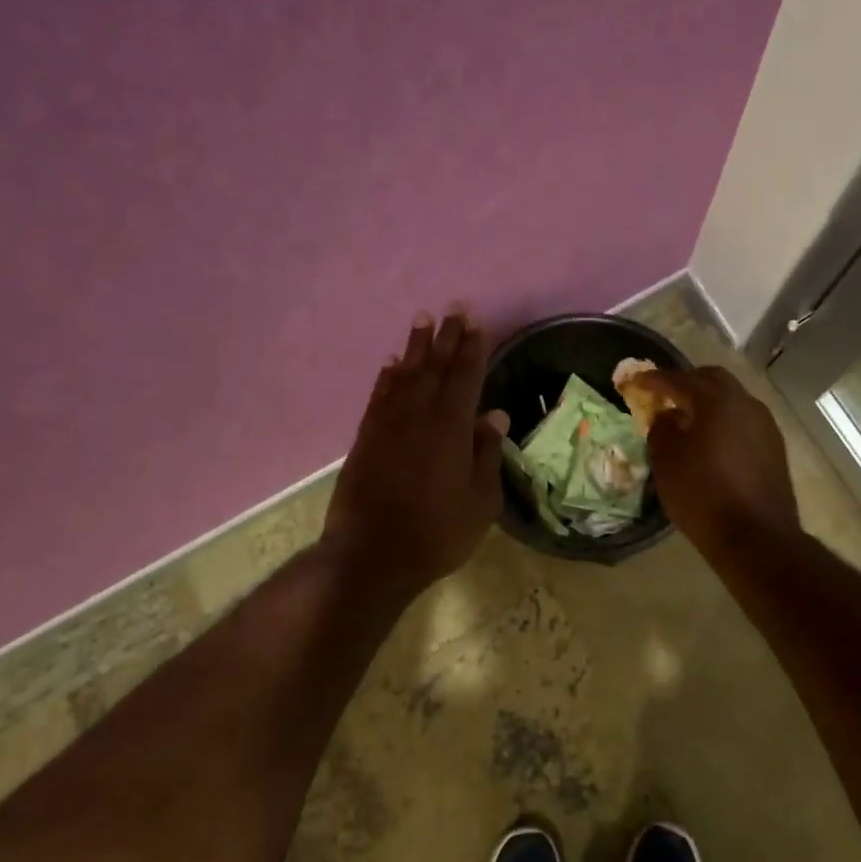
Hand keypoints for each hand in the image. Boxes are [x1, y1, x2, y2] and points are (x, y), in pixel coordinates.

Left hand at [322, 308, 505, 597]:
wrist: (371, 553)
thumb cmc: (437, 532)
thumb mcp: (480, 501)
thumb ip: (487, 454)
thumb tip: (495, 415)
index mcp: (451, 427)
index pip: (466, 377)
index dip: (473, 349)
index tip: (478, 324)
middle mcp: (419, 415)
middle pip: (436, 366)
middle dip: (447, 336)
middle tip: (454, 308)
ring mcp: (388, 423)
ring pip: (405, 374)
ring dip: (416, 346)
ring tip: (423, 319)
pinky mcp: (366, 436)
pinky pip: (379, 395)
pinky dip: (387, 376)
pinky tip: (392, 363)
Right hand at [638, 366, 800, 558]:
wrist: (756, 537)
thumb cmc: (702, 495)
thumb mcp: (666, 462)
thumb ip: (661, 429)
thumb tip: (666, 416)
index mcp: (716, 401)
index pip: (678, 380)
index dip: (653, 379)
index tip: (634, 381)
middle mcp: (745, 403)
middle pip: (712, 379)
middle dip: (686, 383)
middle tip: (664, 395)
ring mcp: (765, 424)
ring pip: (732, 399)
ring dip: (708, 402)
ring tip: (687, 419)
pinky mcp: (774, 446)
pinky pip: (743, 420)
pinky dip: (724, 421)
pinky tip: (712, 441)